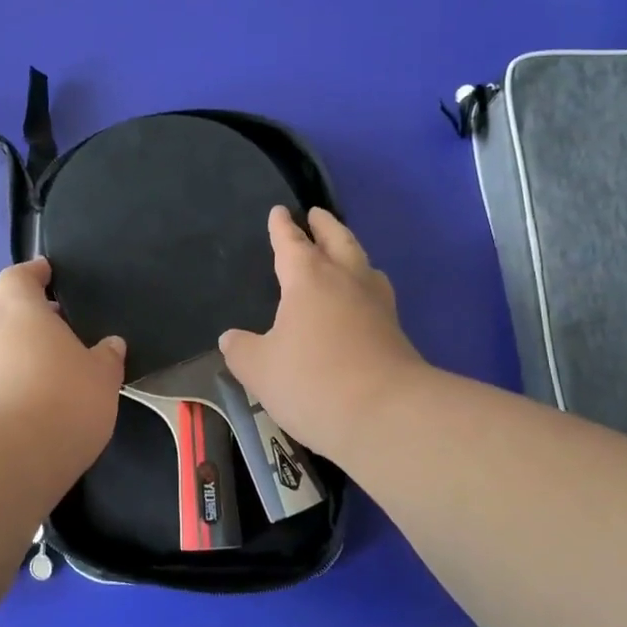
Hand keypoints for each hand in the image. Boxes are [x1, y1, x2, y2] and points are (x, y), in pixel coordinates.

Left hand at [0, 258, 126, 476]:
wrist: (5, 460)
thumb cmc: (62, 398)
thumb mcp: (102, 377)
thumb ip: (106, 357)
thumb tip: (110, 344)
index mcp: (19, 311)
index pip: (18, 277)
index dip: (33, 273)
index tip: (48, 272)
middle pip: (4, 314)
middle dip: (29, 319)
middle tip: (61, 330)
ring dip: (21, 358)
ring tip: (56, 376)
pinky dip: (14, 389)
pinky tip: (39, 409)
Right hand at [219, 207, 427, 460]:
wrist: (385, 414)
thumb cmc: (312, 382)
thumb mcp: (259, 369)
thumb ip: (241, 349)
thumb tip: (231, 338)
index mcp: (308, 280)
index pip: (291, 244)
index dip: (282, 228)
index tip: (279, 212)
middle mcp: (346, 281)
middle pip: (337, 241)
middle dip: (324, 226)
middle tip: (317, 214)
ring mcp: (377, 305)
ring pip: (363, 264)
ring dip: (351, 251)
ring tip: (343, 252)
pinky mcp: (396, 332)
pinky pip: (376, 294)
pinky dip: (364, 284)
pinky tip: (360, 301)